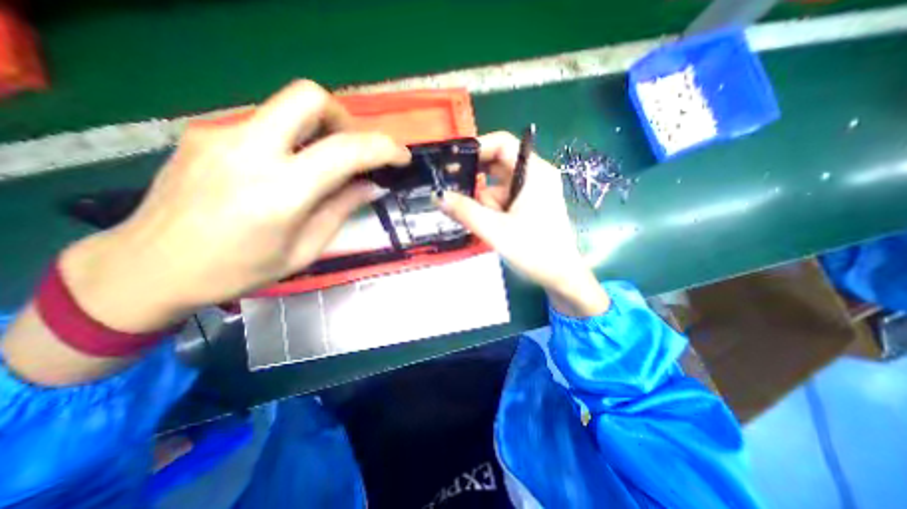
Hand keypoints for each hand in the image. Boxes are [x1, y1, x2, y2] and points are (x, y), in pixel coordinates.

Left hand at [61, 79, 407, 334]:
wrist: (147, 267)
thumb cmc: (237, 270)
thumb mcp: (304, 250)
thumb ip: (341, 210)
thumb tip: (372, 186)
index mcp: (279, 193)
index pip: (345, 151)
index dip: (383, 148)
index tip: (401, 156)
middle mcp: (248, 151)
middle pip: (309, 97)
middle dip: (344, 118)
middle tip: (352, 149)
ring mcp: (220, 135)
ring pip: (286, 107)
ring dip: (318, 130)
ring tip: (321, 166)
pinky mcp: (204, 133)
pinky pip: (265, 124)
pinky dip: (291, 140)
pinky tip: (284, 170)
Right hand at [440, 130, 607, 313]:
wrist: (560, 276)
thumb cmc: (534, 251)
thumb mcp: (495, 230)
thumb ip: (465, 211)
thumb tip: (438, 196)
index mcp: (534, 173)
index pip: (502, 144)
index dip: (477, 147)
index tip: (453, 162)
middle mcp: (535, 176)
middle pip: (497, 166)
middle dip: (476, 182)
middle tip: (453, 194)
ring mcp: (532, 191)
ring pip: (497, 186)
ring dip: (484, 203)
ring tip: (483, 224)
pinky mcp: (528, 205)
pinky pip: (502, 200)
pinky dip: (491, 211)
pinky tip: (490, 228)